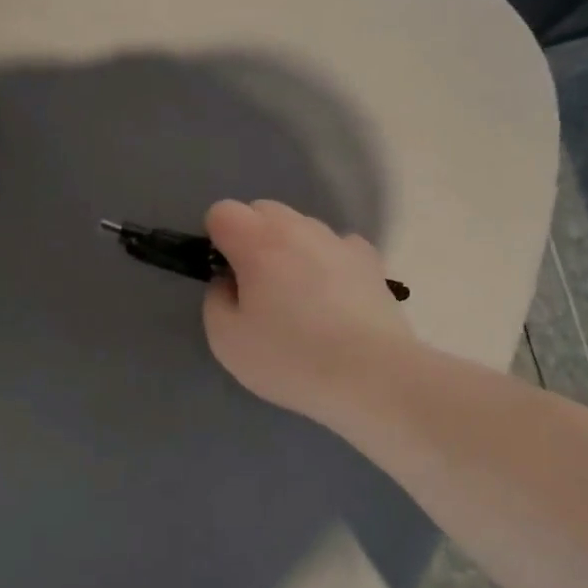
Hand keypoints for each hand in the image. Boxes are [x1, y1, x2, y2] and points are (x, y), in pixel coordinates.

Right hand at [202, 199, 411, 424]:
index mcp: (258, 242)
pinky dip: (326, 261)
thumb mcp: (225, 340)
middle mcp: (298, 228)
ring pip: (300, 227)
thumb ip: (215, 300)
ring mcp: (338, 241)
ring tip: (298, 297)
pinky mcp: (369, 260)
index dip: (216, 240)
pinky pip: (335, 246)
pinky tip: (332, 298)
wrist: (372, 376)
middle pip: (262, 210)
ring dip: (289, 248)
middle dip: (251, 238)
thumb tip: (228, 282)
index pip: (222, 212)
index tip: (225, 276)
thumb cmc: (290, 357)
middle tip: (256, 287)